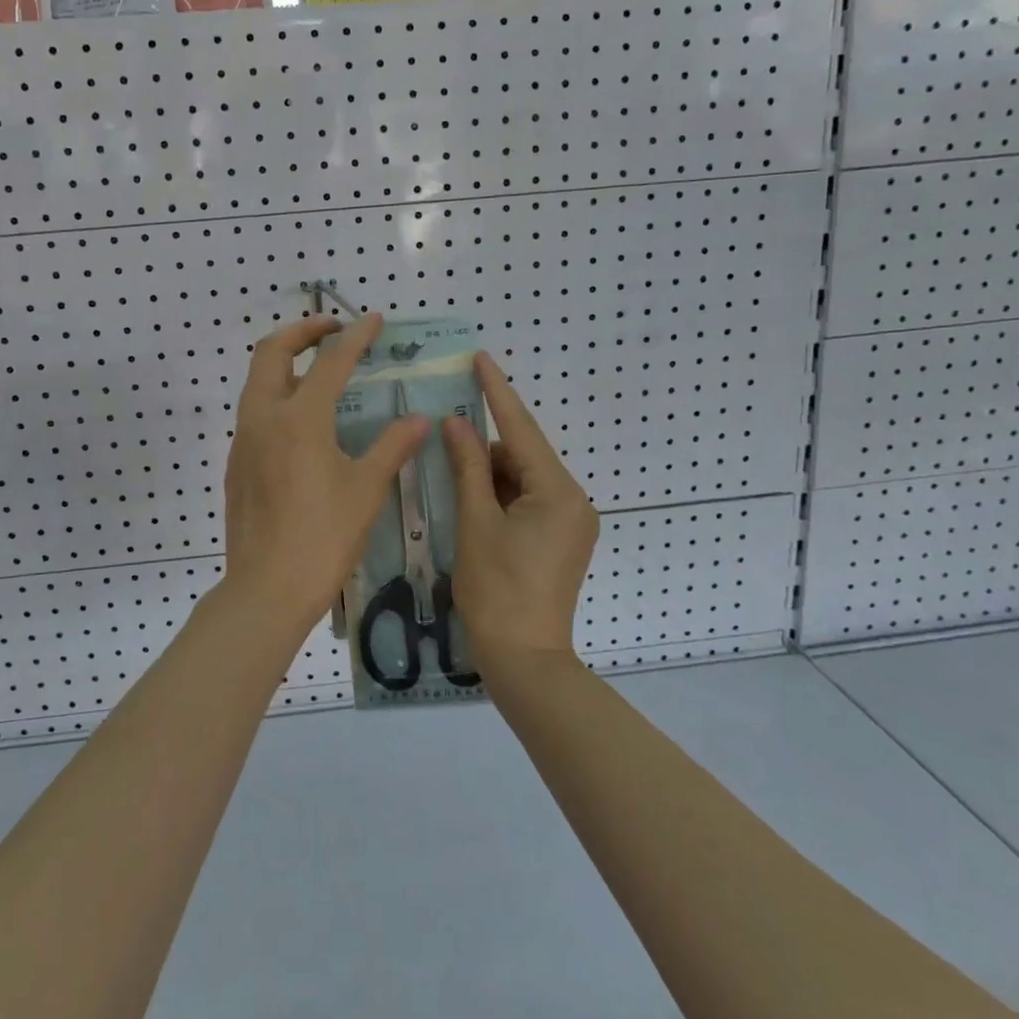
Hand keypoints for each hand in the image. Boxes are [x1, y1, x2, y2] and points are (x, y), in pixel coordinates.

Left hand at [223, 313, 428, 628]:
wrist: (266, 588)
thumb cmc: (323, 538)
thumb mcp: (366, 490)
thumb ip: (393, 446)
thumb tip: (419, 419)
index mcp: (299, 418)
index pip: (330, 362)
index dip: (355, 337)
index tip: (373, 319)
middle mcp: (263, 417)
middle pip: (271, 351)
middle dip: (302, 331)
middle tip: (332, 331)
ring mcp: (243, 440)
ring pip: (257, 381)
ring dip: (285, 362)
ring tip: (319, 370)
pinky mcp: (236, 463)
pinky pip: (254, 411)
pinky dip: (276, 395)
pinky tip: (303, 422)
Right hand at [442, 352, 599, 658]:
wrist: (524, 661)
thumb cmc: (496, 590)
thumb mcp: (476, 523)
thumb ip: (467, 468)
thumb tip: (455, 423)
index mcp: (558, 493)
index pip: (521, 430)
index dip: (497, 392)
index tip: (480, 358)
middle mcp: (574, 501)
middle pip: (522, 457)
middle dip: (484, 449)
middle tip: (444, 439)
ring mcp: (571, 523)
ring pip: (523, 480)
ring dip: (489, 477)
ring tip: (451, 482)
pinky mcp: (562, 540)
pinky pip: (528, 502)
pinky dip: (500, 497)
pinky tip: (471, 505)